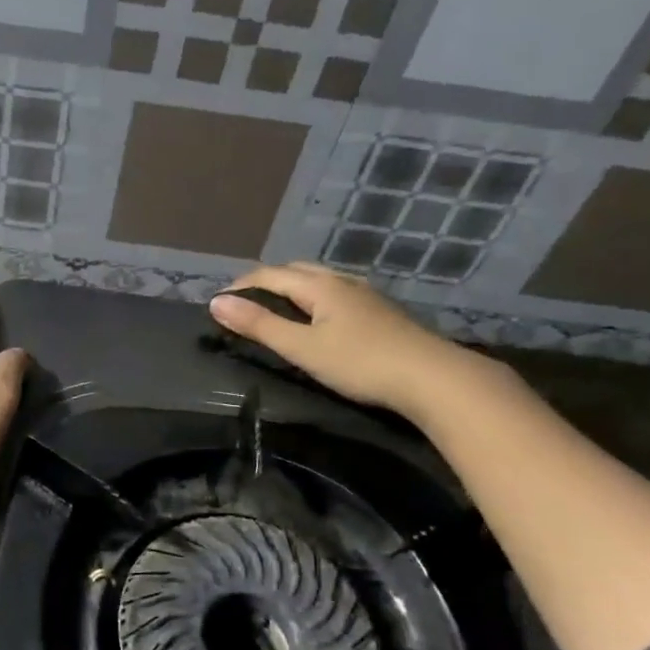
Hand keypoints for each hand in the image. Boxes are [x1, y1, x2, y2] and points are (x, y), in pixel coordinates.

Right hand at [209, 262, 479, 417]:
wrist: (432, 378)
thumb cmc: (360, 363)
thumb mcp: (302, 348)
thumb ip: (259, 325)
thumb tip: (216, 303)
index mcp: (320, 285)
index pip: (270, 274)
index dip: (241, 286)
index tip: (218, 303)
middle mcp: (342, 281)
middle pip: (295, 270)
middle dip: (265, 282)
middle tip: (244, 304)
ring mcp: (366, 295)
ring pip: (319, 280)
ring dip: (291, 288)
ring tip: (276, 309)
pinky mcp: (381, 313)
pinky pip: (336, 294)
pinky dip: (313, 299)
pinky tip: (319, 319)